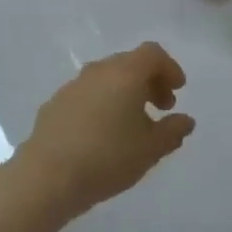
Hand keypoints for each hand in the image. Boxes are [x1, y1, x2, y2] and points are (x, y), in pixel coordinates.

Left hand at [14, 42, 194, 219]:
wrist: (46, 177)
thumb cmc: (107, 158)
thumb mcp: (150, 149)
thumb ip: (173, 131)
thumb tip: (185, 120)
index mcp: (125, 73)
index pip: (152, 54)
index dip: (169, 68)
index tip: (178, 90)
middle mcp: (99, 71)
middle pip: (130, 63)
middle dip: (150, 81)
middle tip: (161, 108)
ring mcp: (73, 85)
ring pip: (107, 78)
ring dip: (125, 93)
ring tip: (133, 125)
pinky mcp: (55, 104)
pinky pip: (88, 94)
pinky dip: (103, 103)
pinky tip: (103, 133)